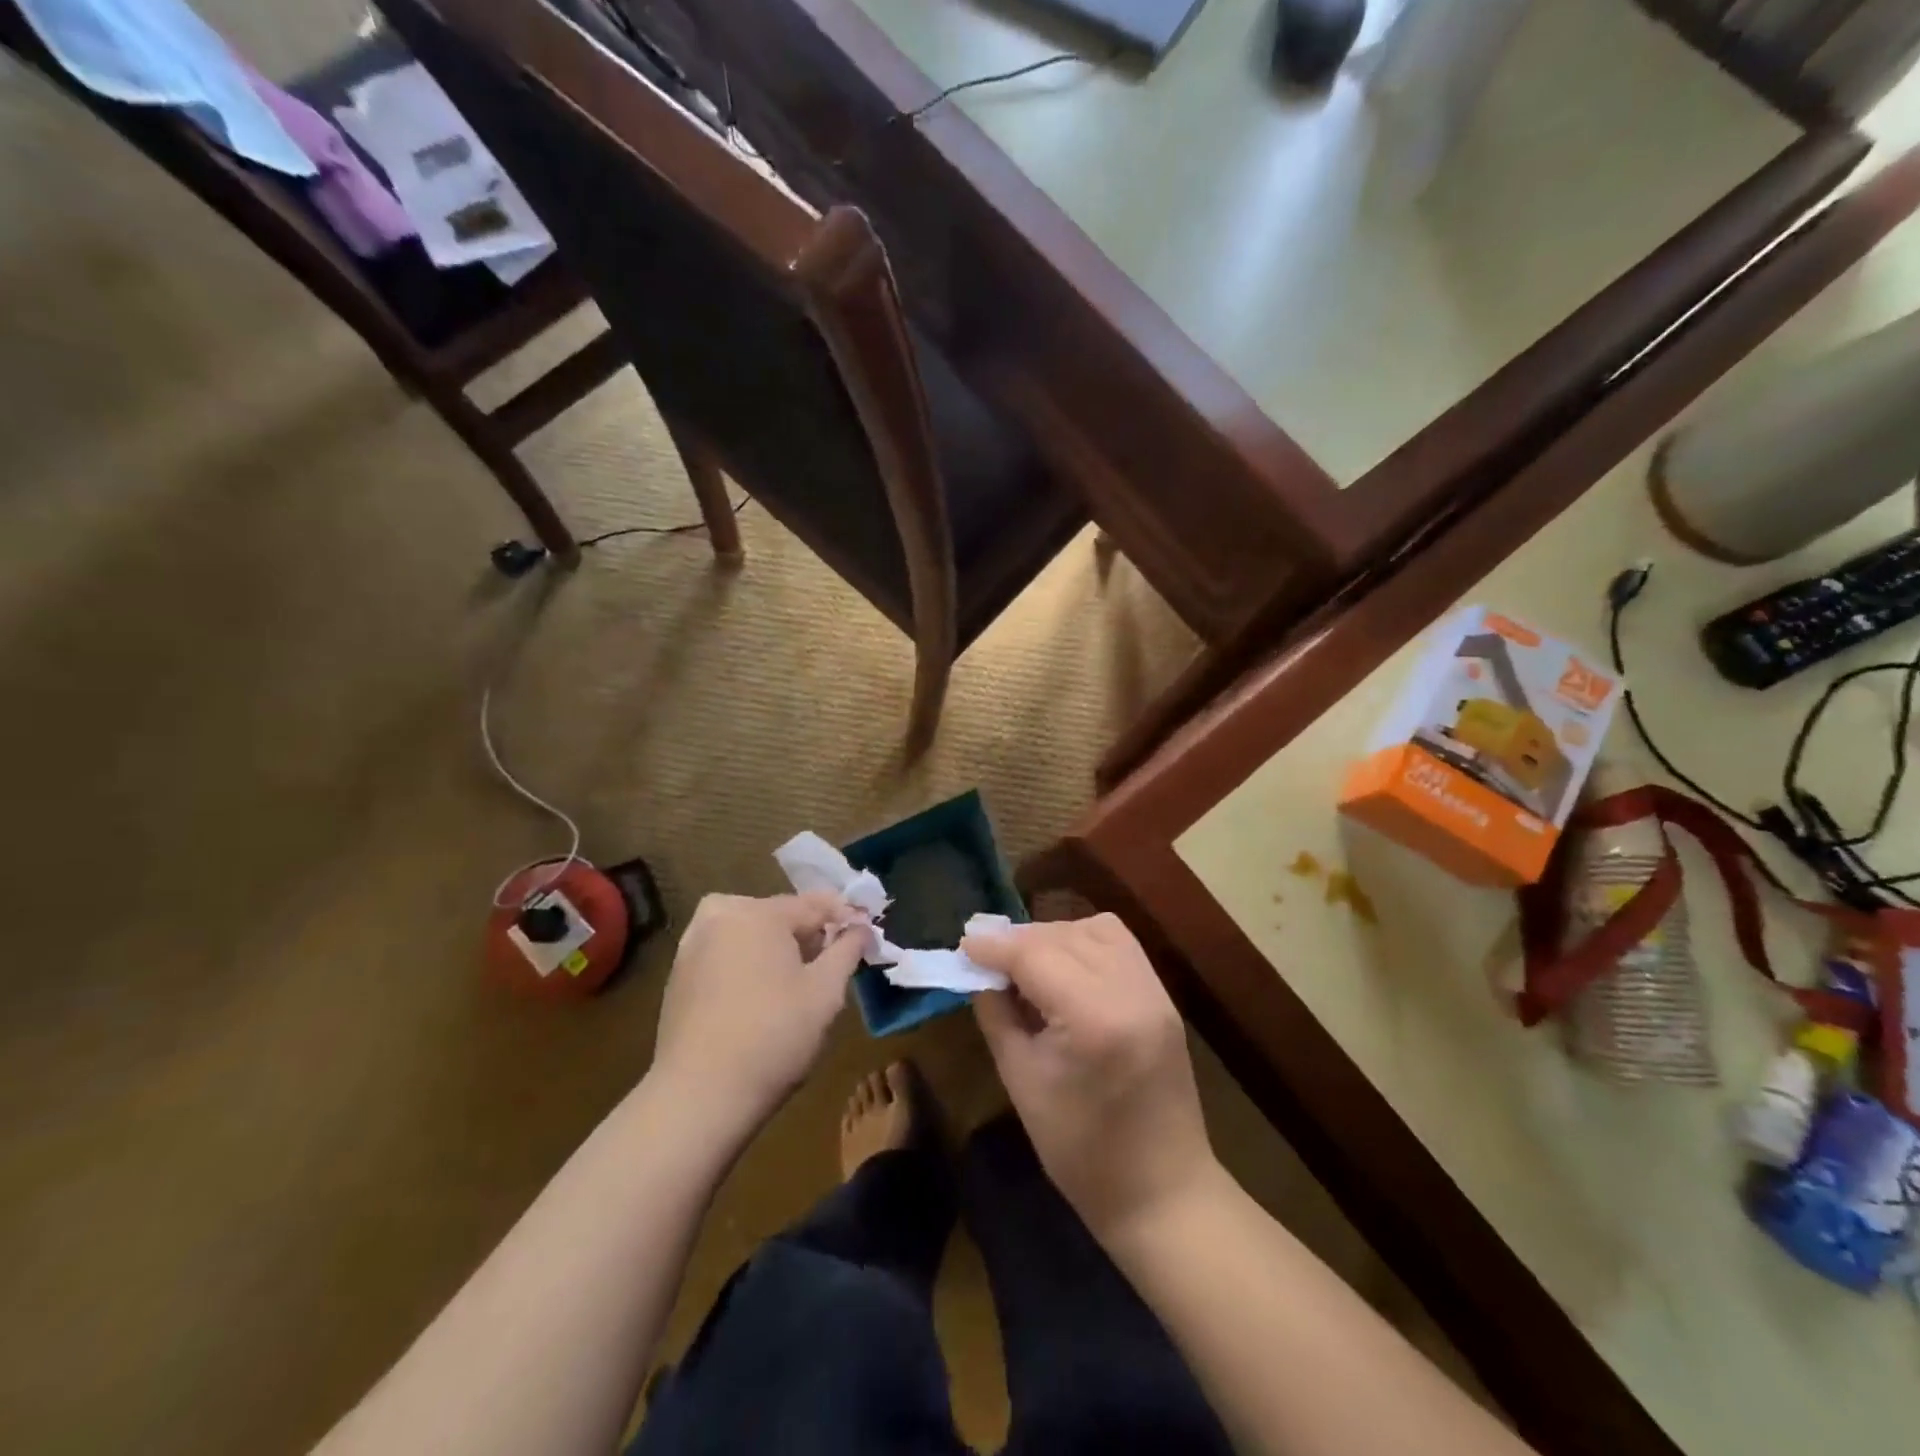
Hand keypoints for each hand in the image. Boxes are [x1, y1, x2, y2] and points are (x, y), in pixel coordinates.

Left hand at [651, 892, 865, 1130]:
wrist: (698, 1096)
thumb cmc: (773, 1036)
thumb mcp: (826, 992)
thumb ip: (848, 950)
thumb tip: (862, 927)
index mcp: (757, 912)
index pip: (815, 905)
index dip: (845, 917)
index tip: (867, 932)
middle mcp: (720, 916)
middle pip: (780, 915)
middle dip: (810, 934)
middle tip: (834, 963)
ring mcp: (693, 944)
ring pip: (751, 933)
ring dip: (778, 948)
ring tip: (800, 980)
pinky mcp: (679, 973)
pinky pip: (728, 953)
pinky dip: (750, 962)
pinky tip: (763, 994)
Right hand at [964, 915, 1218, 1243]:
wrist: (1162, 1193)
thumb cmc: (1080, 1151)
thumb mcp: (1021, 1080)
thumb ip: (997, 1015)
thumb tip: (981, 973)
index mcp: (1093, 1018)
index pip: (1034, 955)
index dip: (994, 946)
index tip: (964, 946)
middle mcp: (1130, 990)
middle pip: (1063, 935)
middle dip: (1019, 939)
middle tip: (986, 956)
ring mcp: (1154, 991)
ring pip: (1096, 929)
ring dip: (1054, 935)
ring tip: (1026, 960)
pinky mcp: (1164, 998)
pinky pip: (1120, 945)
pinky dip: (1086, 942)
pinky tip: (1064, 965)